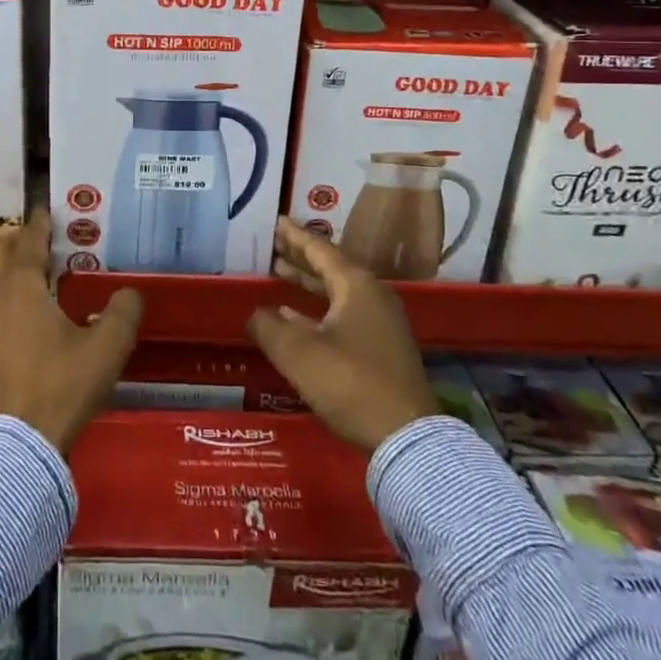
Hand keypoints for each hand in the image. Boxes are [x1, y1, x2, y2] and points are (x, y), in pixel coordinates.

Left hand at [0, 211, 143, 452]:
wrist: (16, 445)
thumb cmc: (61, 385)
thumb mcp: (106, 348)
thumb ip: (123, 312)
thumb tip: (130, 292)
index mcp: (21, 285)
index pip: (29, 240)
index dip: (40, 222)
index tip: (50, 208)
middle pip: (2, 253)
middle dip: (22, 241)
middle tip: (49, 240)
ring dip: (12, 269)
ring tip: (41, 274)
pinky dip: (6, 295)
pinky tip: (28, 314)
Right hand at [248, 218, 437, 451]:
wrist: (405, 438)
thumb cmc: (349, 383)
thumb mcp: (298, 353)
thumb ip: (269, 327)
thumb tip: (255, 314)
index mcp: (356, 285)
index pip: (319, 249)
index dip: (294, 236)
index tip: (275, 221)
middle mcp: (372, 295)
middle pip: (330, 267)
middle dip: (300, 256)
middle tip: (273, 245)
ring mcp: (382, 322)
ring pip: (337, 292)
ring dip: (308, 283)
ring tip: (280, 274)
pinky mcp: (383, 348)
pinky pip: (344, 313)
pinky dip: (319, 309)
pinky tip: (296, 318)